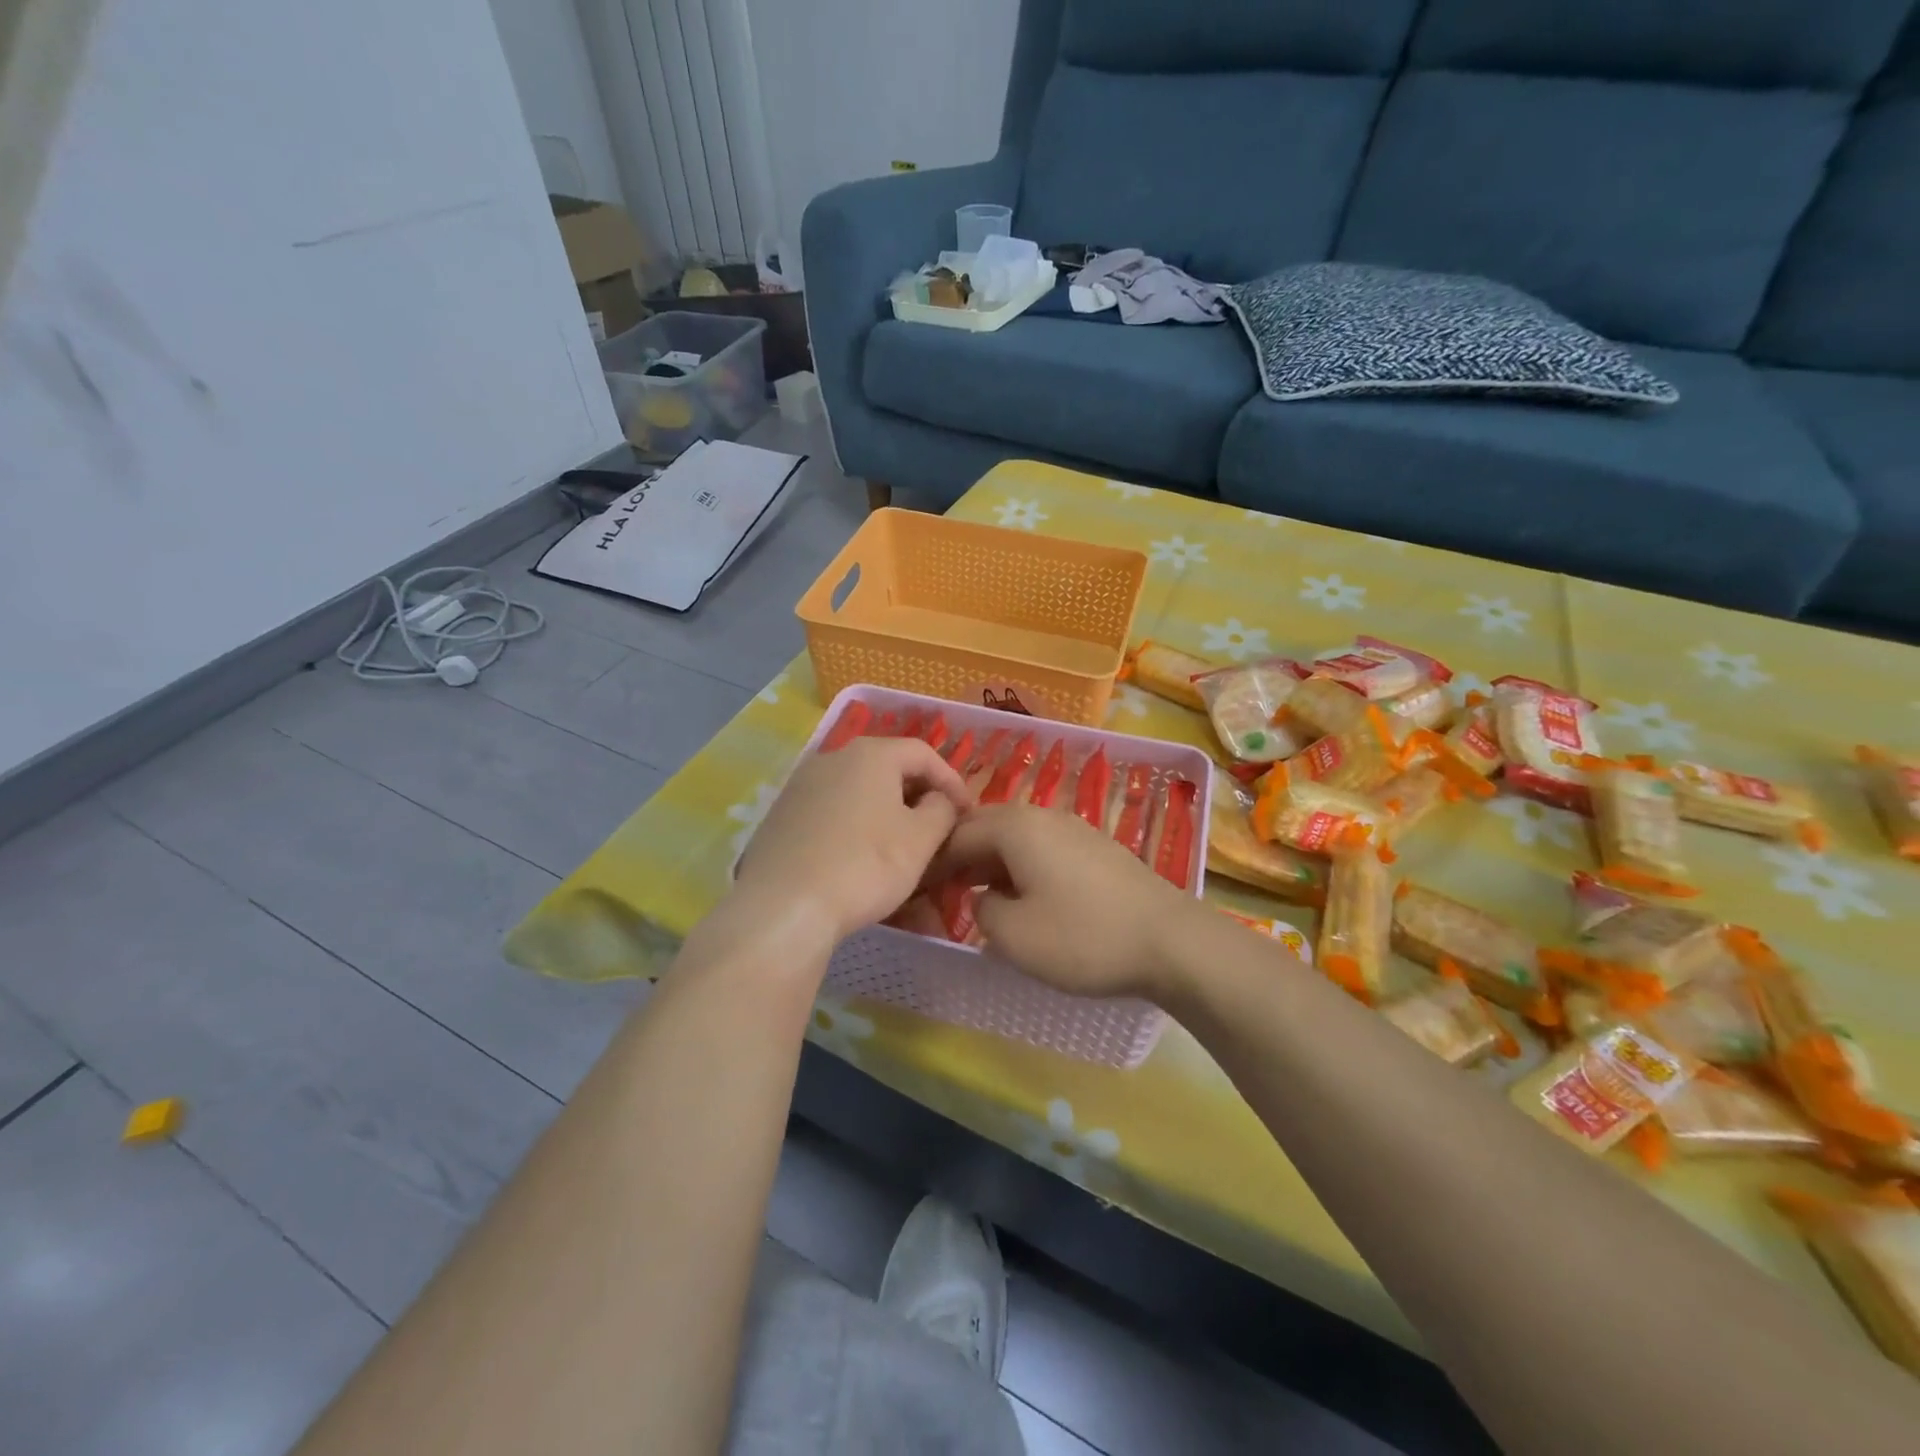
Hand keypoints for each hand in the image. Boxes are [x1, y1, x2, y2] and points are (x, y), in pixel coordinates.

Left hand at [732, 735, 970, 945]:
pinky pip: (832, 813)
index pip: (923, 753)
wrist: (784, 907)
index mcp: (870, 754)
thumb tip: (940, 799)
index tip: (967, 814)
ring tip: (902, 848)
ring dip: (887, 815)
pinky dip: (856, 828)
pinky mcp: (782, 816)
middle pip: (888, 769)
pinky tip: (861, 859)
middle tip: (938, 829)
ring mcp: (801, 786)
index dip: (952, 781)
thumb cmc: (865, 865)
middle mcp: (832, 758)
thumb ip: (942, 809)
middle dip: (918, 798)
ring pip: (859, 793)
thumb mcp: (921, 839)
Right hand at [924, 804, 1199, 1001]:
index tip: (917, 889)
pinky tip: (1027, 898)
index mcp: (1015, 827)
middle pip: (985, 827)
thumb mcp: (1012, 936)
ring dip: (992, 863)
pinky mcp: (1096, 847)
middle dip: (961, 857)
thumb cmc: (1083, 938)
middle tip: (944, 892)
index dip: (932, 861)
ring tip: (981, 899)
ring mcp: (1073, 827)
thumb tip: (986, 898)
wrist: (1171, 942)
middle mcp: (1042, 815)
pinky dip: (1022, 867)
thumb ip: (981, 910)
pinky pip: (1043, 849)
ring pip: (1016, 838)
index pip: (956, 833)